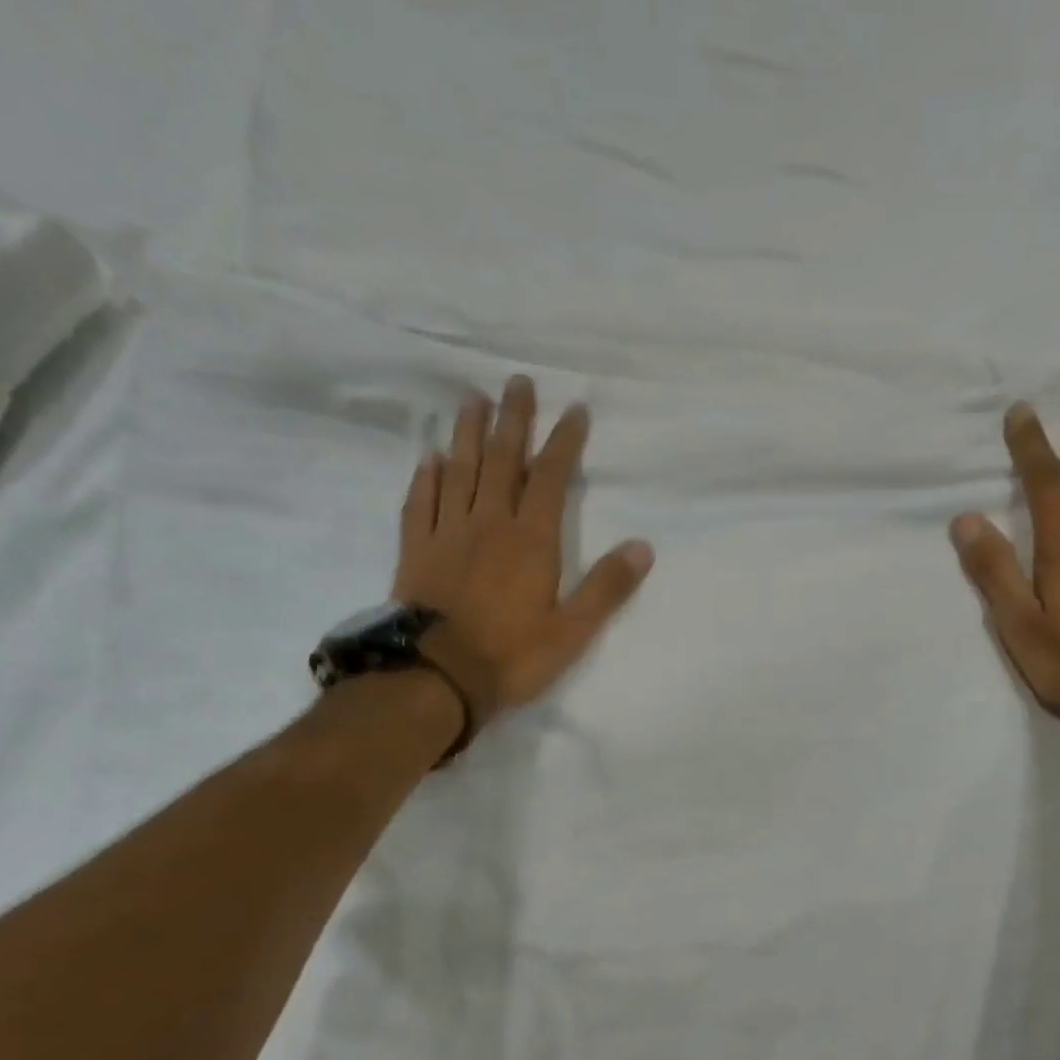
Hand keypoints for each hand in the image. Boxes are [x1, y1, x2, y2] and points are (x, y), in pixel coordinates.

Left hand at [394, 376, 652, 729]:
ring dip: (466, 433)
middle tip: (517, 381)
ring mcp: (447, 534)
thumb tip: (643, 547)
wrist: (437, 677)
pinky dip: (426, 478)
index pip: (550, 477)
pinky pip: (420, 503)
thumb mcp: (572, 631)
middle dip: (512, 419)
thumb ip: (606, 587)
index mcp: (530, 540)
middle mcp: (488, 523)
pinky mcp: (416, 551)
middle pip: (500, 459)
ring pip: (458, 471)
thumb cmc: (511, 656)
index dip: (564, 441)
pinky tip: (429, 459)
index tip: (575, 410)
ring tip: (471, 400)